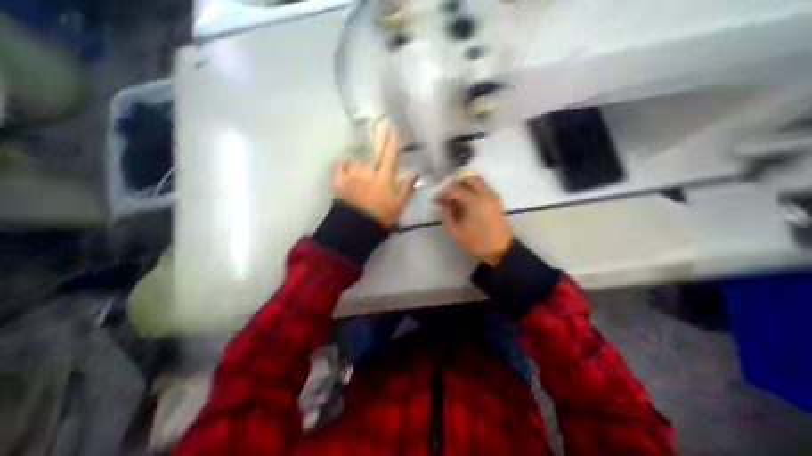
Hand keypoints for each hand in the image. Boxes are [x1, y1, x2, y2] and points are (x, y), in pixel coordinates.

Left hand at [332, 129, 418, 226]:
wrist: (356, 226)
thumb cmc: (381, 215)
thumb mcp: (398, 203)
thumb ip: (407, 186)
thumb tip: (416, 172)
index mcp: (384, 176)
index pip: (390, 155)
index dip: (392, 142)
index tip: (394, 130)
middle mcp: (368, 171)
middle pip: (374, 152)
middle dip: (379, 138)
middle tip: (380, 127)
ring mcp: (352, 174)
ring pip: (357, 160)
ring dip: (361, 159)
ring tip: (361, 159)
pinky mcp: (338, 181)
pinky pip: (338, 167)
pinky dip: (340, 163)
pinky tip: (340, 160)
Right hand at [434, 174, 508, 266]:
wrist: (501, 250)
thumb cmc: (476, 242)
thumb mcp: (455, 231)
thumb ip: (446, 214)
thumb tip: (443, 203)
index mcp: (474, 201)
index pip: (454, 188)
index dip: (442, 192)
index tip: (435, 200)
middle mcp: (485, 194)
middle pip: (468, 178)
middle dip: (454, 184)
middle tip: (446, 195)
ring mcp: (492, 196)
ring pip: (476, 181)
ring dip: (463, 185)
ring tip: (455, 198)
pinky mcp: (496, 200)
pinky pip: (482, 187)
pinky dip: (471, 189)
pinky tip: (465, 202)